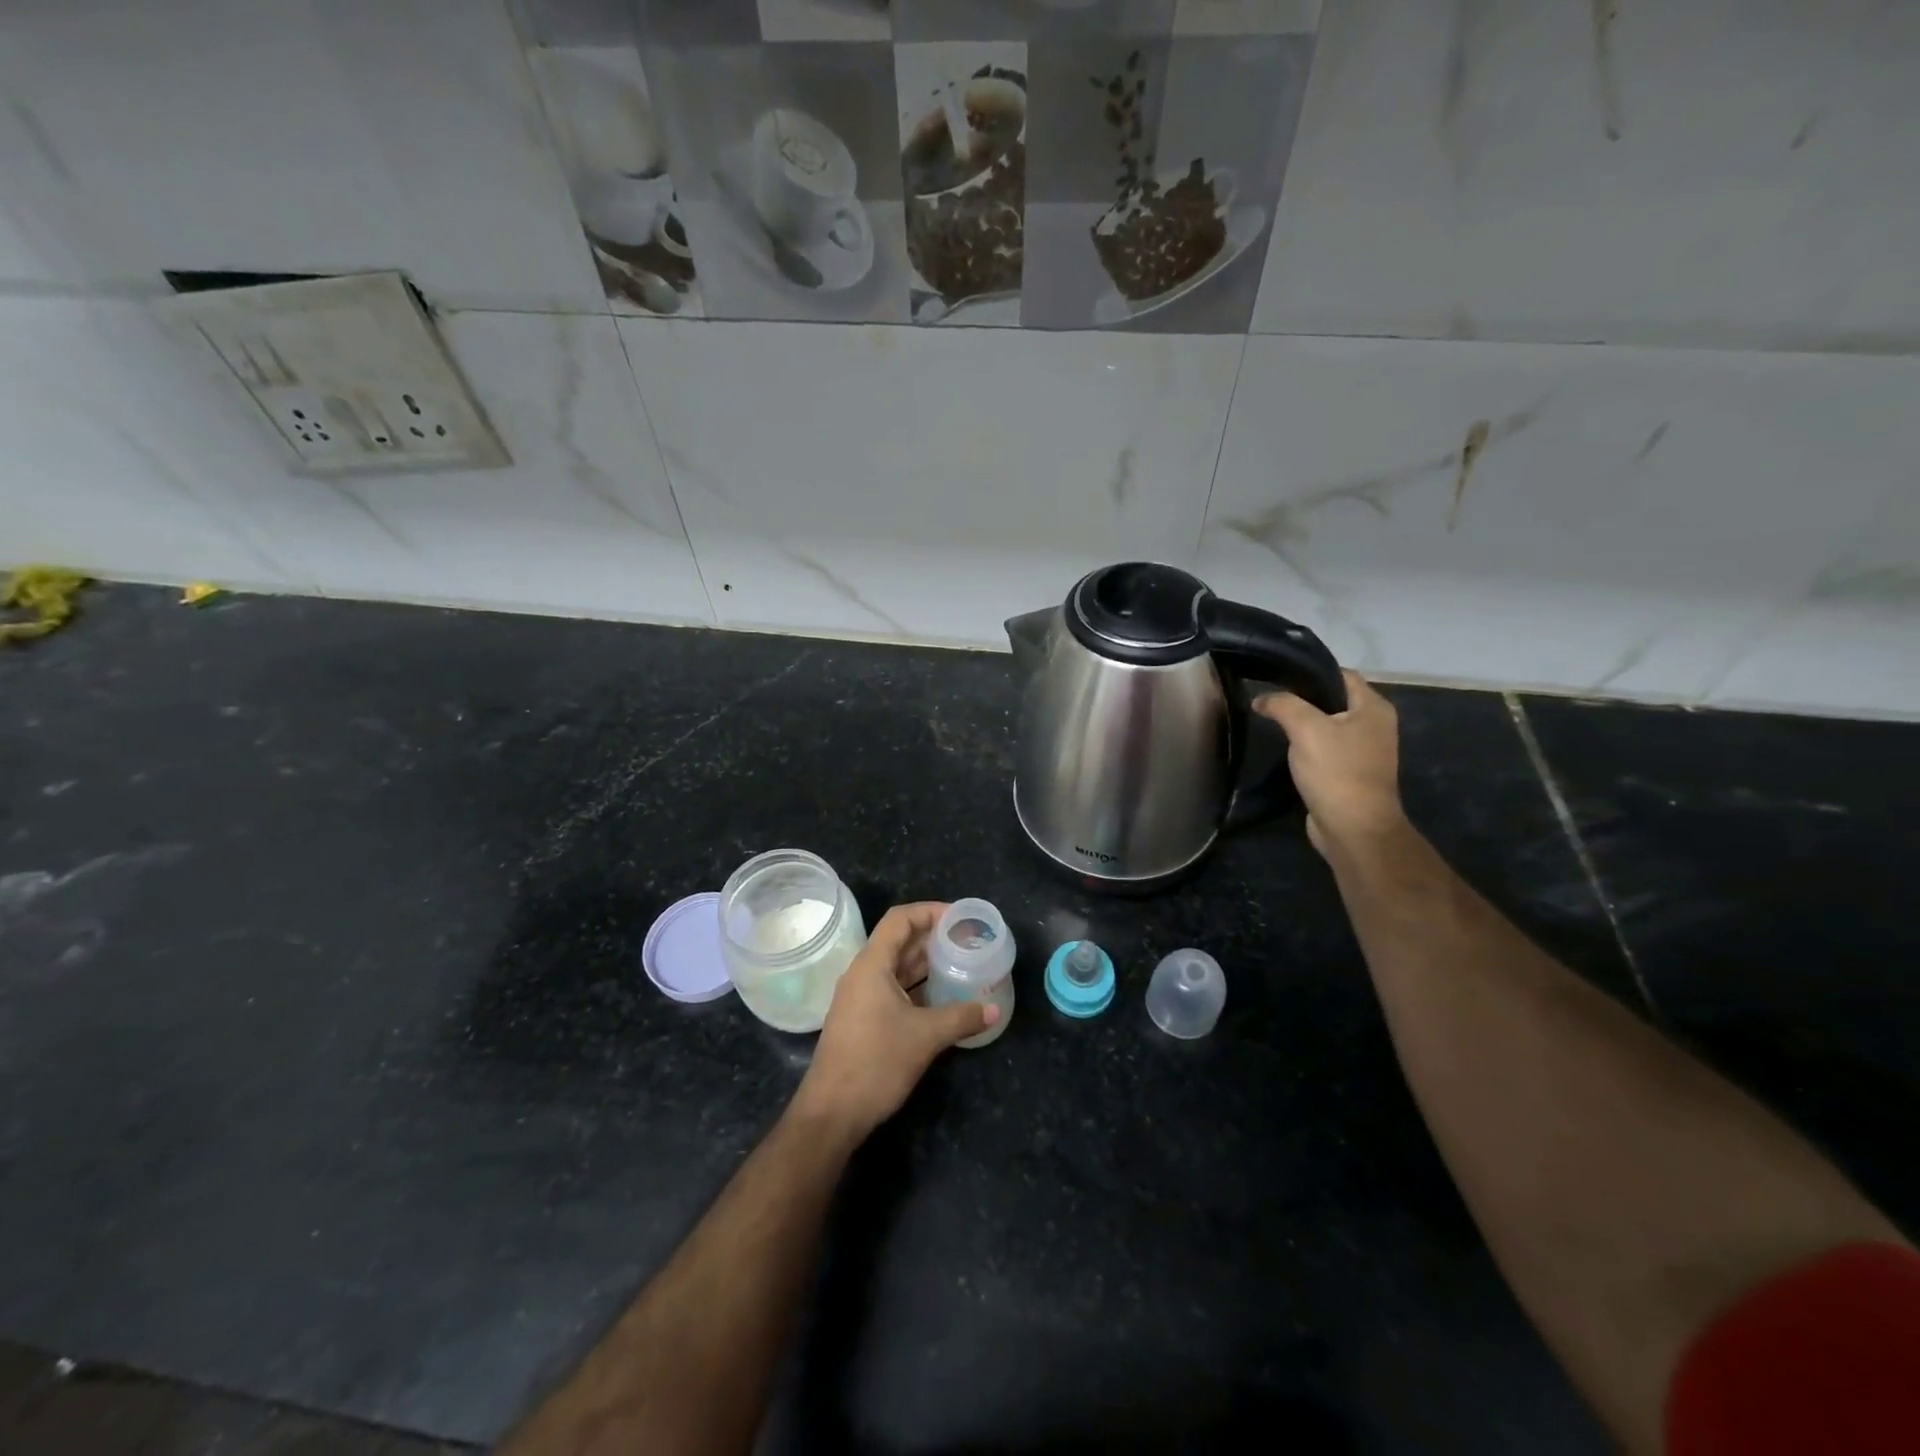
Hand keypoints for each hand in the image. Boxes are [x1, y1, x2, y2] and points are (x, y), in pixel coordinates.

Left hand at [791, 902, 994, 1142]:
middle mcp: (862, 974)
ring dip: (926, 963)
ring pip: (896, 967)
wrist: (832, 1113)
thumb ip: (961, 1017)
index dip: (929, 911)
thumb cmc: (876, 1063)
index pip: (899, 919)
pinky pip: (892, 989)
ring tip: (960, 963)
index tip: (959, 918)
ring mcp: (859, 998)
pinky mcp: (862, 1020)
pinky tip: (942, 997)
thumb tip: (993, 1009)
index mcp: (871, 965)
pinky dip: (917, 987)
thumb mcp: (925, 1037)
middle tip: (967, 940)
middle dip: (932, 937)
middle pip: (899, 941)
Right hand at [1255, 670, 1405, 857]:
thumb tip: (1261, 699)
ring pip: (1327, 725)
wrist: (1352, 828)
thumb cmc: (1336, 771)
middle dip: (1302, 698)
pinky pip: (1325, 748)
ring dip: (1302, 724)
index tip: (1277, 677)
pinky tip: (1285, 749)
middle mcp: (1374, 725)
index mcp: (1373, 708)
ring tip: (1272, 721)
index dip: (1310, 672)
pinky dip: (1306, 746)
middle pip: (1333, 699)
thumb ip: (1282, 705)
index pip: (1341, 674)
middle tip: (1269, 699)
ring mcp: (1363, 750)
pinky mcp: (1350, 771)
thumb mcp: (1306, 729)